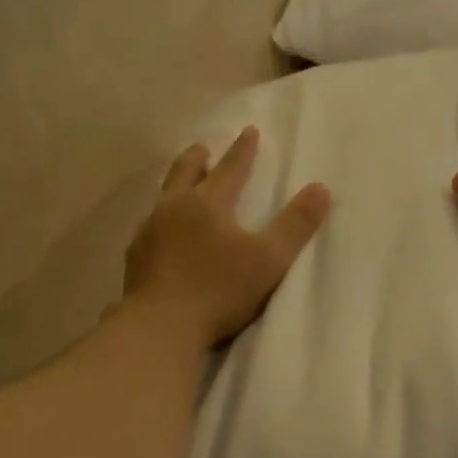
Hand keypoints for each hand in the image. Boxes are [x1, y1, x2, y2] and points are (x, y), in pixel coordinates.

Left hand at [125, 127, 330, 347]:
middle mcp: (173, 209)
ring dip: (174, 186)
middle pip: (185, 173)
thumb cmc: (220, 290)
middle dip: (197, 158)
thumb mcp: (269, 259)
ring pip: (161, 198)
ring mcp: (149, 233)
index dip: (243, 151)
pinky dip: (158, 221)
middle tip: (202, 148)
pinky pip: (147, 228)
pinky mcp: (135, 259)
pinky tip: (159, 233)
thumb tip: (321, 189)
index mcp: (208, 204)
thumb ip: (296, 224)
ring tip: (179, 186)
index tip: (249, 131)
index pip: (230, 169)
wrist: (161, 325)